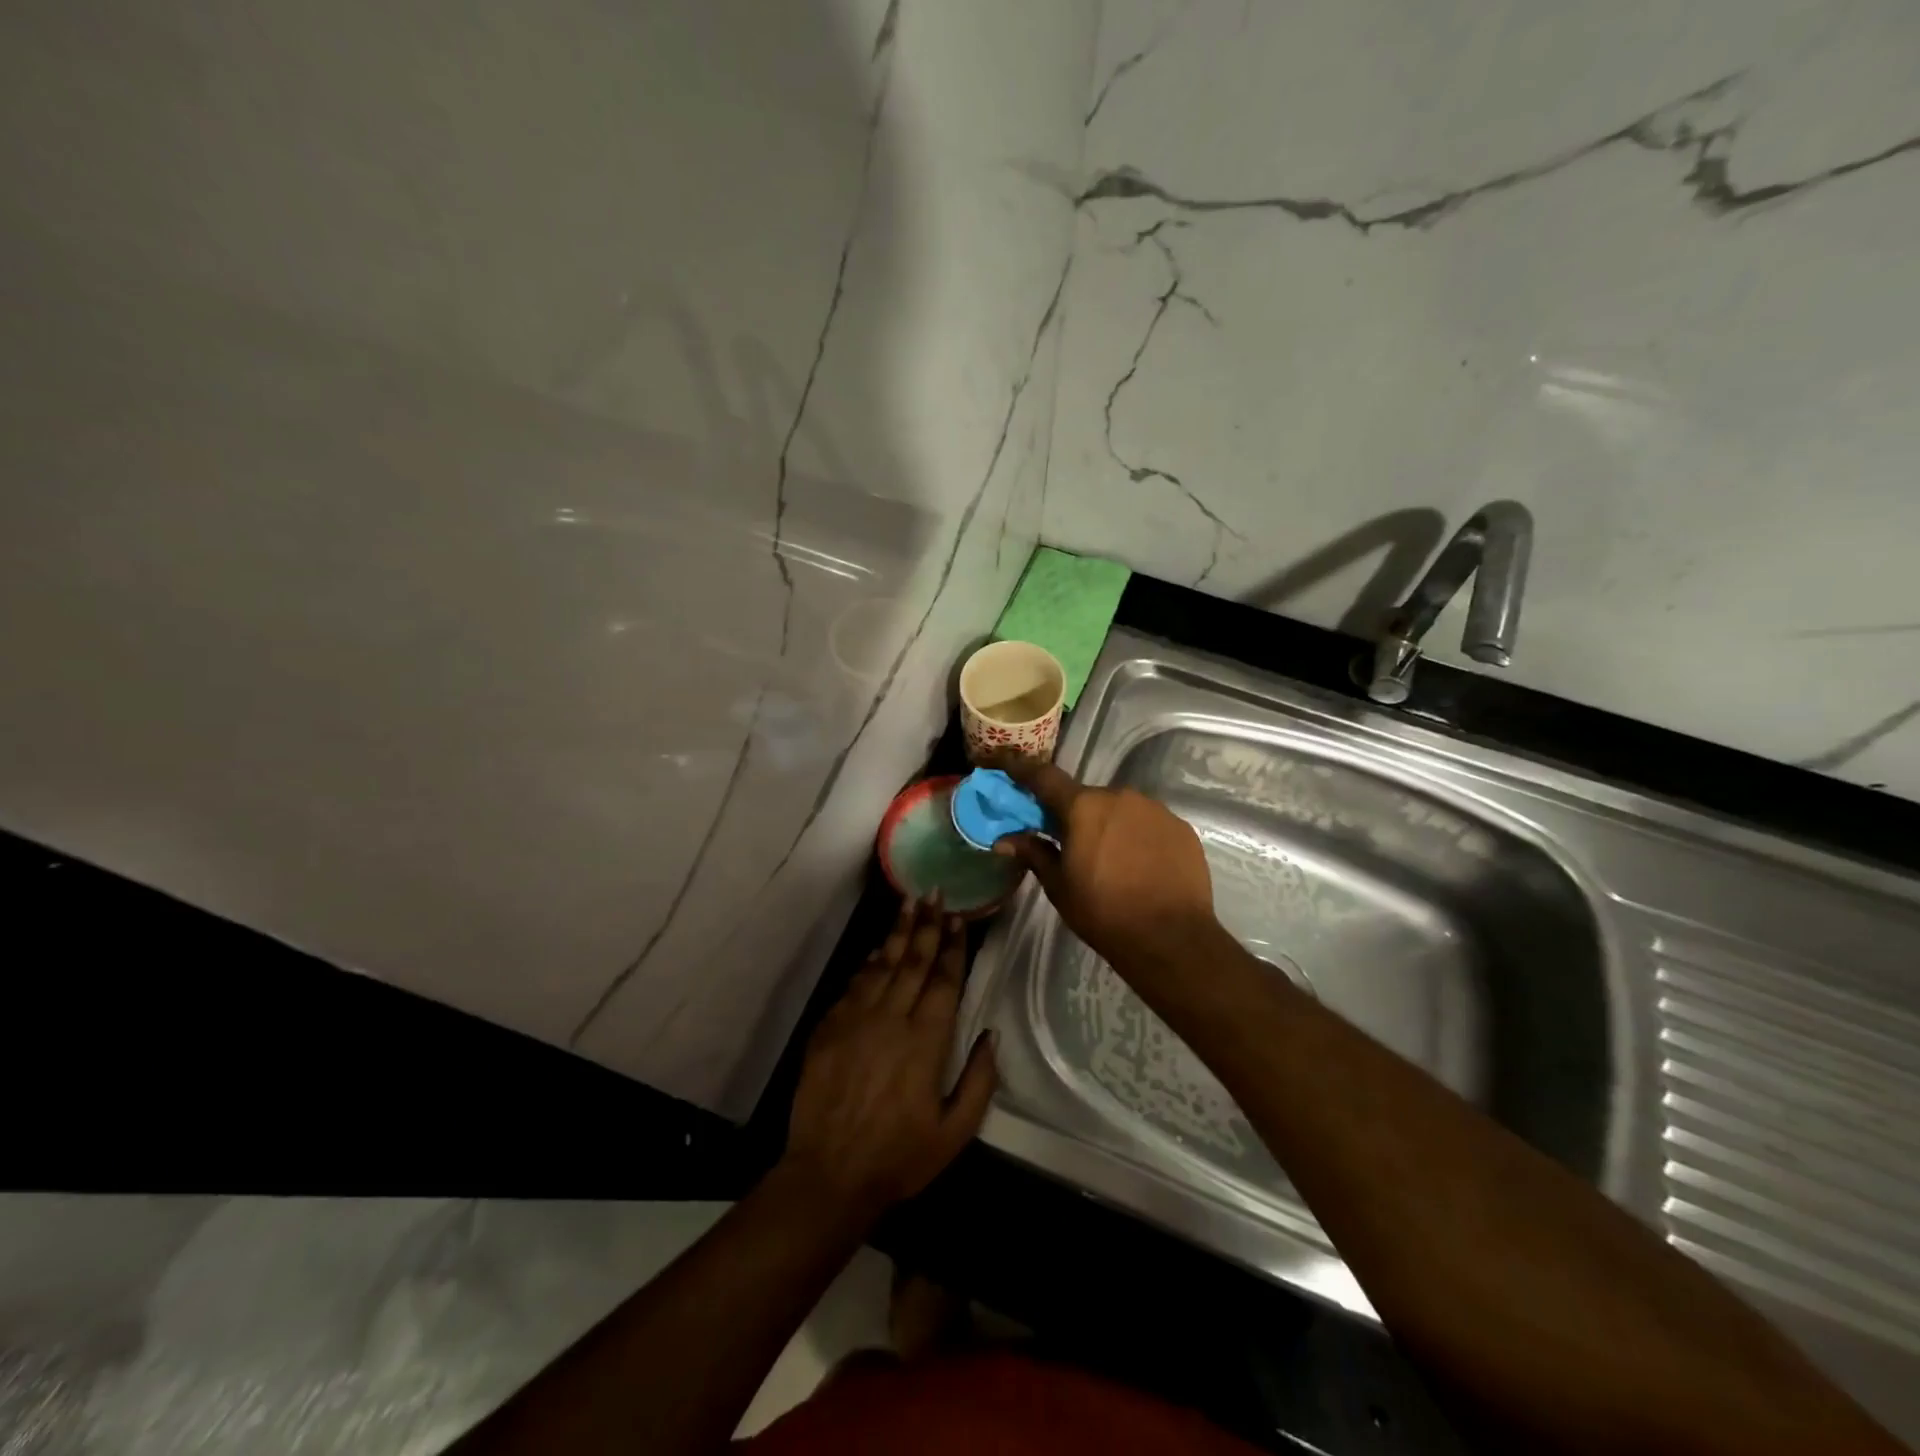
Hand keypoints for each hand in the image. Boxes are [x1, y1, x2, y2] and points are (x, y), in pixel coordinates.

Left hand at [780, 897, 996, 1227]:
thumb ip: (979, 1081)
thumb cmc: (898, 1157)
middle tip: (935, 892)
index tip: (959, 917)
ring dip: (899, 932)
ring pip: (883, 964)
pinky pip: (855, 984)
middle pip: (914, 960)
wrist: (828, 1174)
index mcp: (927, 1040)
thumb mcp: (954, 1132)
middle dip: (928, 924)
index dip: (953, 946)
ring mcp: (857, 1019)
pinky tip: (878, 949)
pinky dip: (869, 963)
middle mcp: (893, 1018)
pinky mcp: (830, 1027)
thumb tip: (990, 1035)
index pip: (944, 979)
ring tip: (909, 903)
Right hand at [989, 755, 1219, 979]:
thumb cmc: (1104, 913)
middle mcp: (1120, 796)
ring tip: (1109, 861)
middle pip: (1086, 798)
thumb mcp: (1059, 887)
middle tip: (1068, 844)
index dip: (1019, 768)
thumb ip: (1034, 854)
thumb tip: (1005, 840)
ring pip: (1119, 810)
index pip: (1043, 777)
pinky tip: (1139, 866)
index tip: (1003, 763)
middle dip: (1073, 815)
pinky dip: (1136, 837)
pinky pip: (1147, 824)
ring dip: (1108, 826)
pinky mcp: (1180, 827)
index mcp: (1083, 807)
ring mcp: (1155, 809)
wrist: (1172, 939)